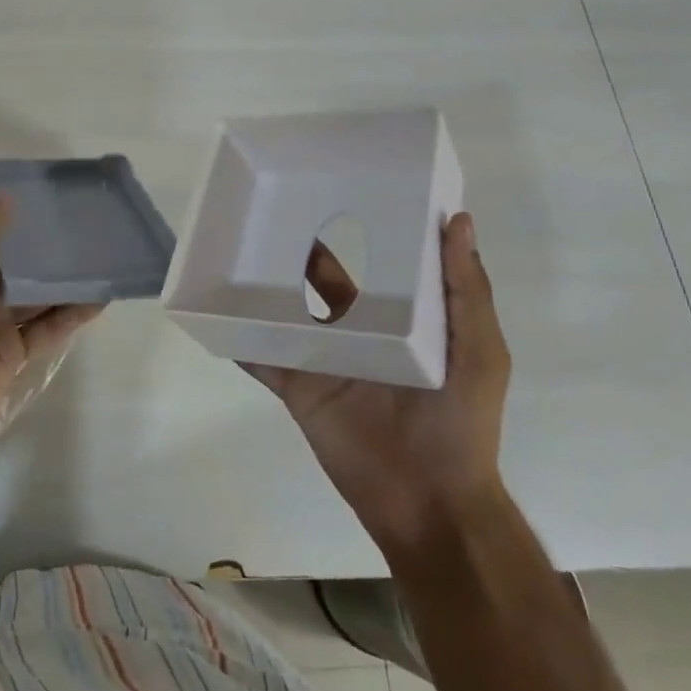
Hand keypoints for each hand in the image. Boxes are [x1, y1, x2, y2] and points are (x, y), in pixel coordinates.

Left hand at [0, 197, 104, 476]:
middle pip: (13, 266)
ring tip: (100, 263)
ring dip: (62, 284)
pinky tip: (99, 301)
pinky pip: (44, 328)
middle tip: (84, 232)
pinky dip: (68, 316)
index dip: (13, 220)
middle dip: (43, 252)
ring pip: (33, 298)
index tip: (49, 204)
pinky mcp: (10, 355)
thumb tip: (5, 197)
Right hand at [247, 211, 510, 559]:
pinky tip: (211, 311)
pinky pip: (260, 358)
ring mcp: (321, 359)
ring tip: (231, 248)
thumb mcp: (479, 351)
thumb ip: (466, 291)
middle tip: (266, 210)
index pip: (375, 266)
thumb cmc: (459, 421)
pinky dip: (236, 338)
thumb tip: (460, 220)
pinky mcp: (295, 387)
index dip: (359, 231)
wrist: (428, 502)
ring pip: (284, 314)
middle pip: (319, 285)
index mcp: (400, 319)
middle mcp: (356, 332)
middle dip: (297, 252)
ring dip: (260, 288)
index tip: (335, 188)